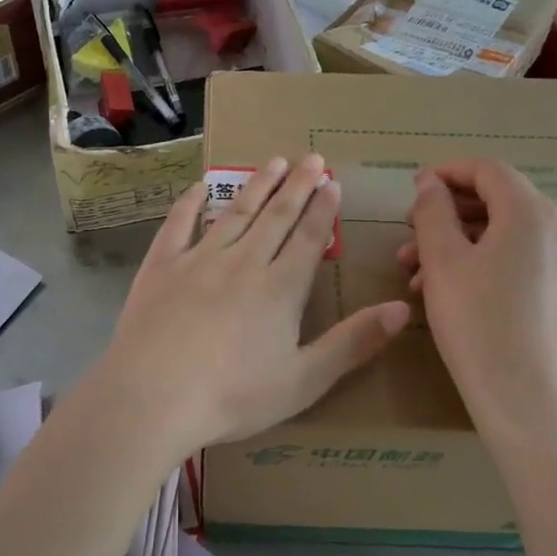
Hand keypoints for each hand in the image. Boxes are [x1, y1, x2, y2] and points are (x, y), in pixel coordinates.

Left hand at [89, 154, 409, 451]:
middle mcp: (243, 262)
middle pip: (276, 217)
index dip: (323, 209)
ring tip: (273, 161)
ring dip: (257, 186)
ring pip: (235, 212)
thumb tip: (403, 308)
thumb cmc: (233, 396)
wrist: (153, 396)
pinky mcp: (161, 265)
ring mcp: (198, 259)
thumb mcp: (304, 380)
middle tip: (312, 158)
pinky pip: (178, 224)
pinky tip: (199, 187)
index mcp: (280, 288)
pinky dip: (190, 203)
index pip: (308, 238)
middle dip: (297, 186)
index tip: (332, 182)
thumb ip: (354, 342)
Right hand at [399, 160, 556, 435]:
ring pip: (503, 233)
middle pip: (498, 200)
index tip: (411, 189)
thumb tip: (430, 182)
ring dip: (457, 241)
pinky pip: (516, 259)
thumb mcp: (442, 260)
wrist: (526, 400)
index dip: (446, 172)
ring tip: (414, 269)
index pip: (488, 170)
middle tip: (408, 231)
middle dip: (447, 212)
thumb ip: (433, 211)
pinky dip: (480, 261)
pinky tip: (444, 289)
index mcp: (532, 213)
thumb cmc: (478, 321)